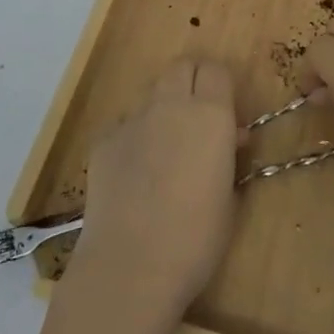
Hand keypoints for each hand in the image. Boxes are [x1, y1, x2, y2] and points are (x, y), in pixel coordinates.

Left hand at [63, 58, 243, 328]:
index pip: (216, 70)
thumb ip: (229, 156)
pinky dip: (135, 139)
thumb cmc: (196, 238)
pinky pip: (125, 126)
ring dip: (164, 110)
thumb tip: (228, 139)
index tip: (228, 113)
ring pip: (152, 96)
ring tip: (166, 151)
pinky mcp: (103, 142)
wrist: (130, 266)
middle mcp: (170, 106)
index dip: (222, 86)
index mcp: (210, 114)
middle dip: (192, 82)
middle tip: (200, 117)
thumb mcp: (230, 195)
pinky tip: (135, 175)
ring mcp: (132, 121)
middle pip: (181, 67)